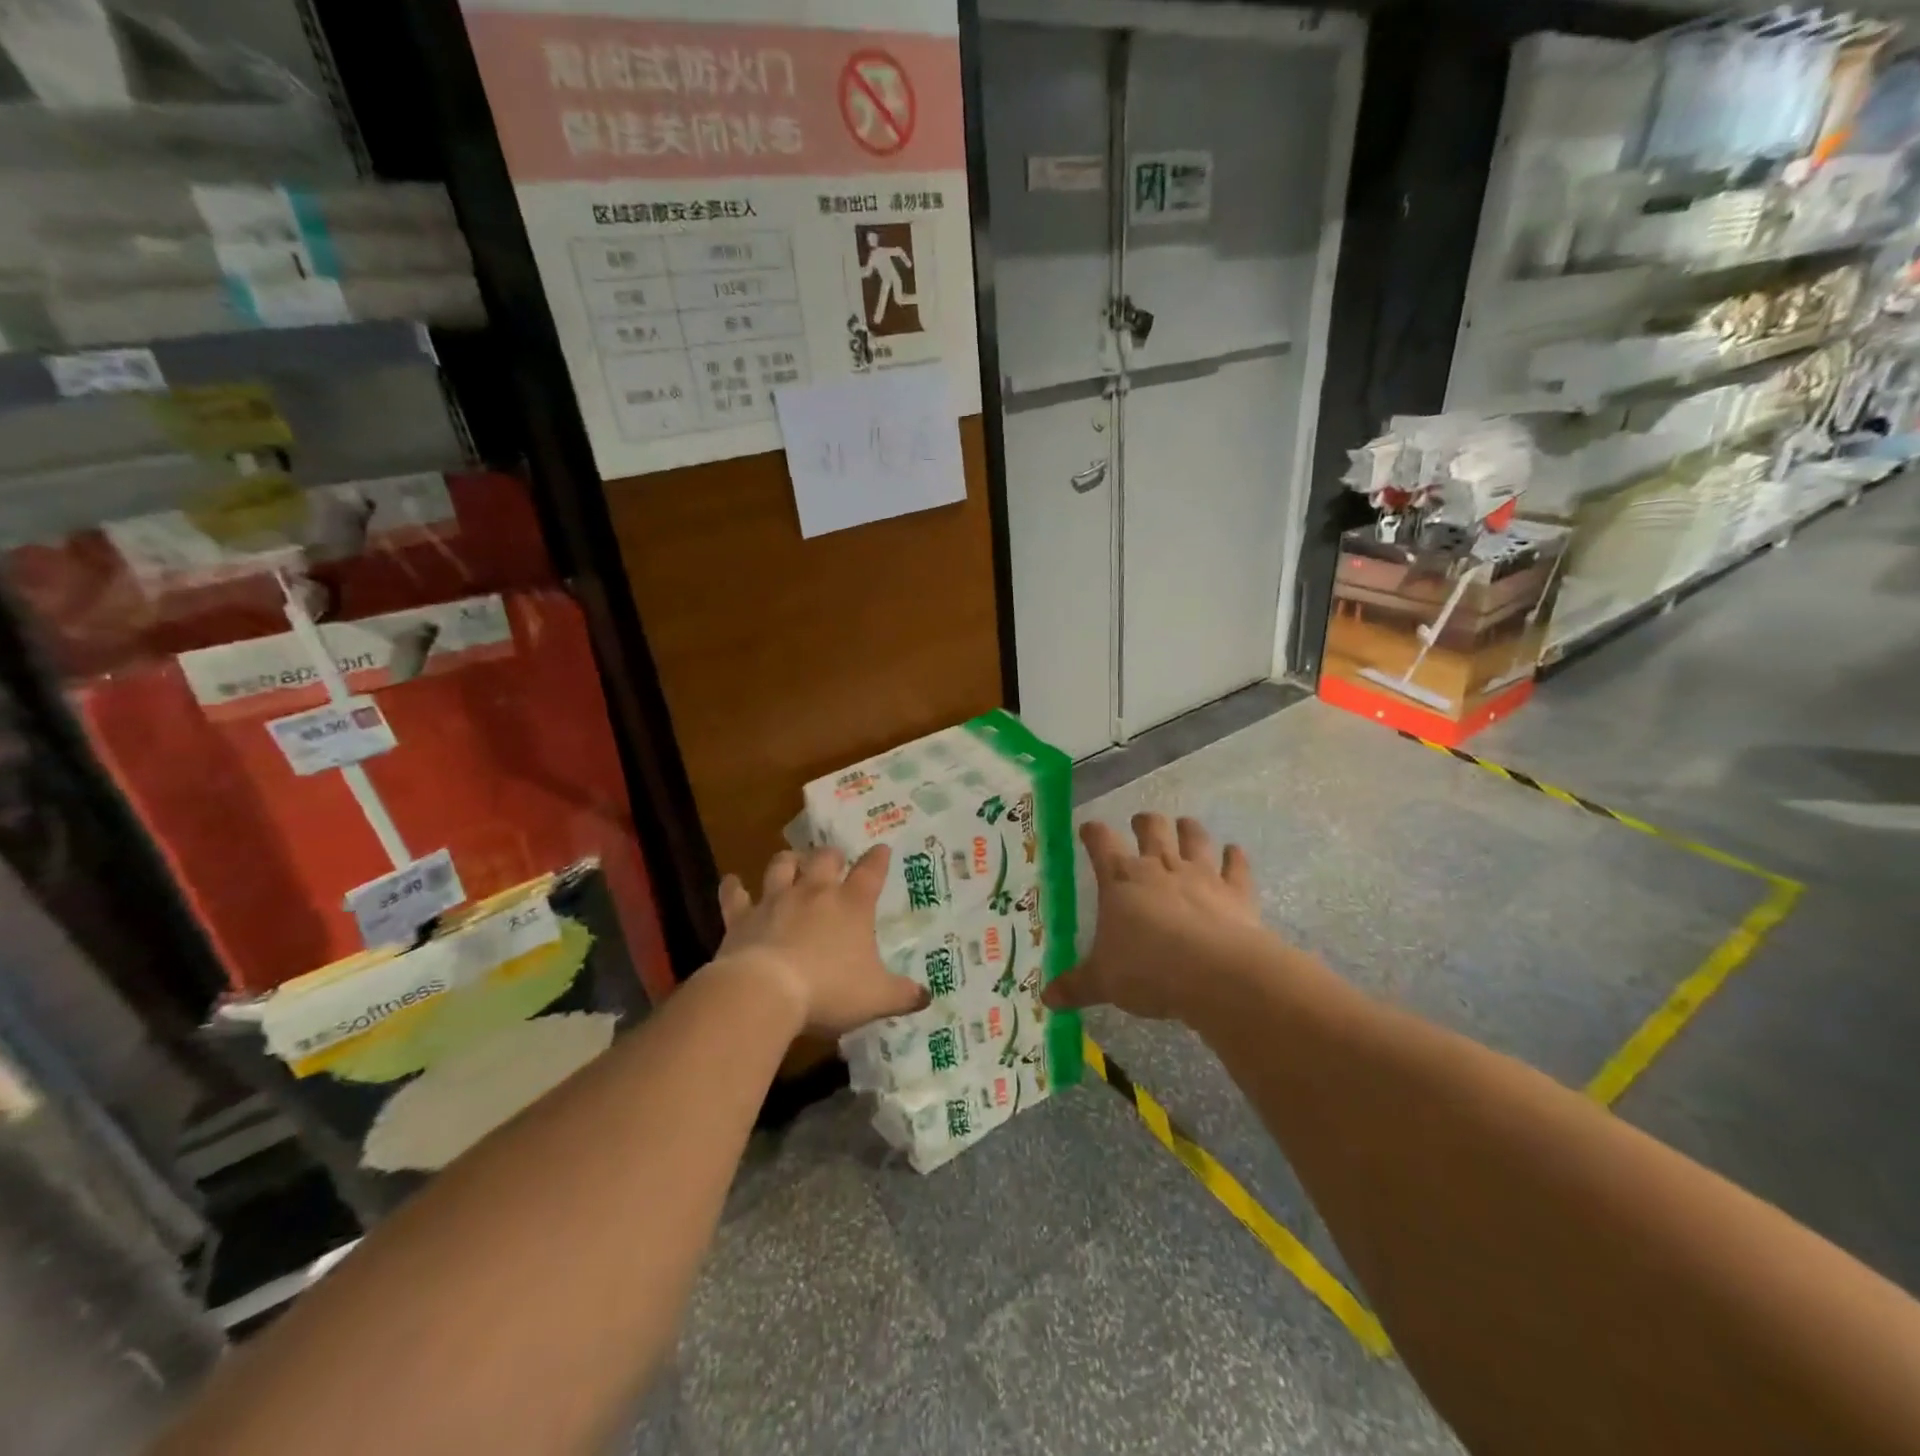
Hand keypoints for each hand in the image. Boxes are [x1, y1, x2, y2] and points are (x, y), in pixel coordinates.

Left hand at [711, 845, 927, 1036]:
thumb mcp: (877, 998)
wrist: (766, 991)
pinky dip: (734, 887)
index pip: (871, 871)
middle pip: (824, 858)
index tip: (881, 849)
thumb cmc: (830, 991)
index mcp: (852, 905)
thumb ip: (903, 995)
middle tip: (833, 859)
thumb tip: (926, 995)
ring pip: (782, 865)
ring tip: (791, 861)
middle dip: (831, 856)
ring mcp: (776, 900)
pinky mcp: (742, 917)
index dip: (878, 859)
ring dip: (788, 861)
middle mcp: (815, 892)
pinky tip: (732, 882)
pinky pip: (736, 895)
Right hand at [1043, 814, 1265, 1021]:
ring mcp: (1201, 875)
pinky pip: (1236, 866)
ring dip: (1189, 829)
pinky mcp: (1235, 891)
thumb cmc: (1148, 970)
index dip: (1093, 832)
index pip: (1101, 843)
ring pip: (1194, 838)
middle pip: (1151, 829)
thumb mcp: (1103, 981)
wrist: (1216, 974)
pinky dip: (1235, 857)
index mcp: (1120, 880)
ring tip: (1185, 825)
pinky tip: (1234, 851)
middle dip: (1144, 822)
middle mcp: (1160, 867)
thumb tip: (1047, 997)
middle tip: (1141, 822)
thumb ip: (1076, 985)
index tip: (1088, 829)